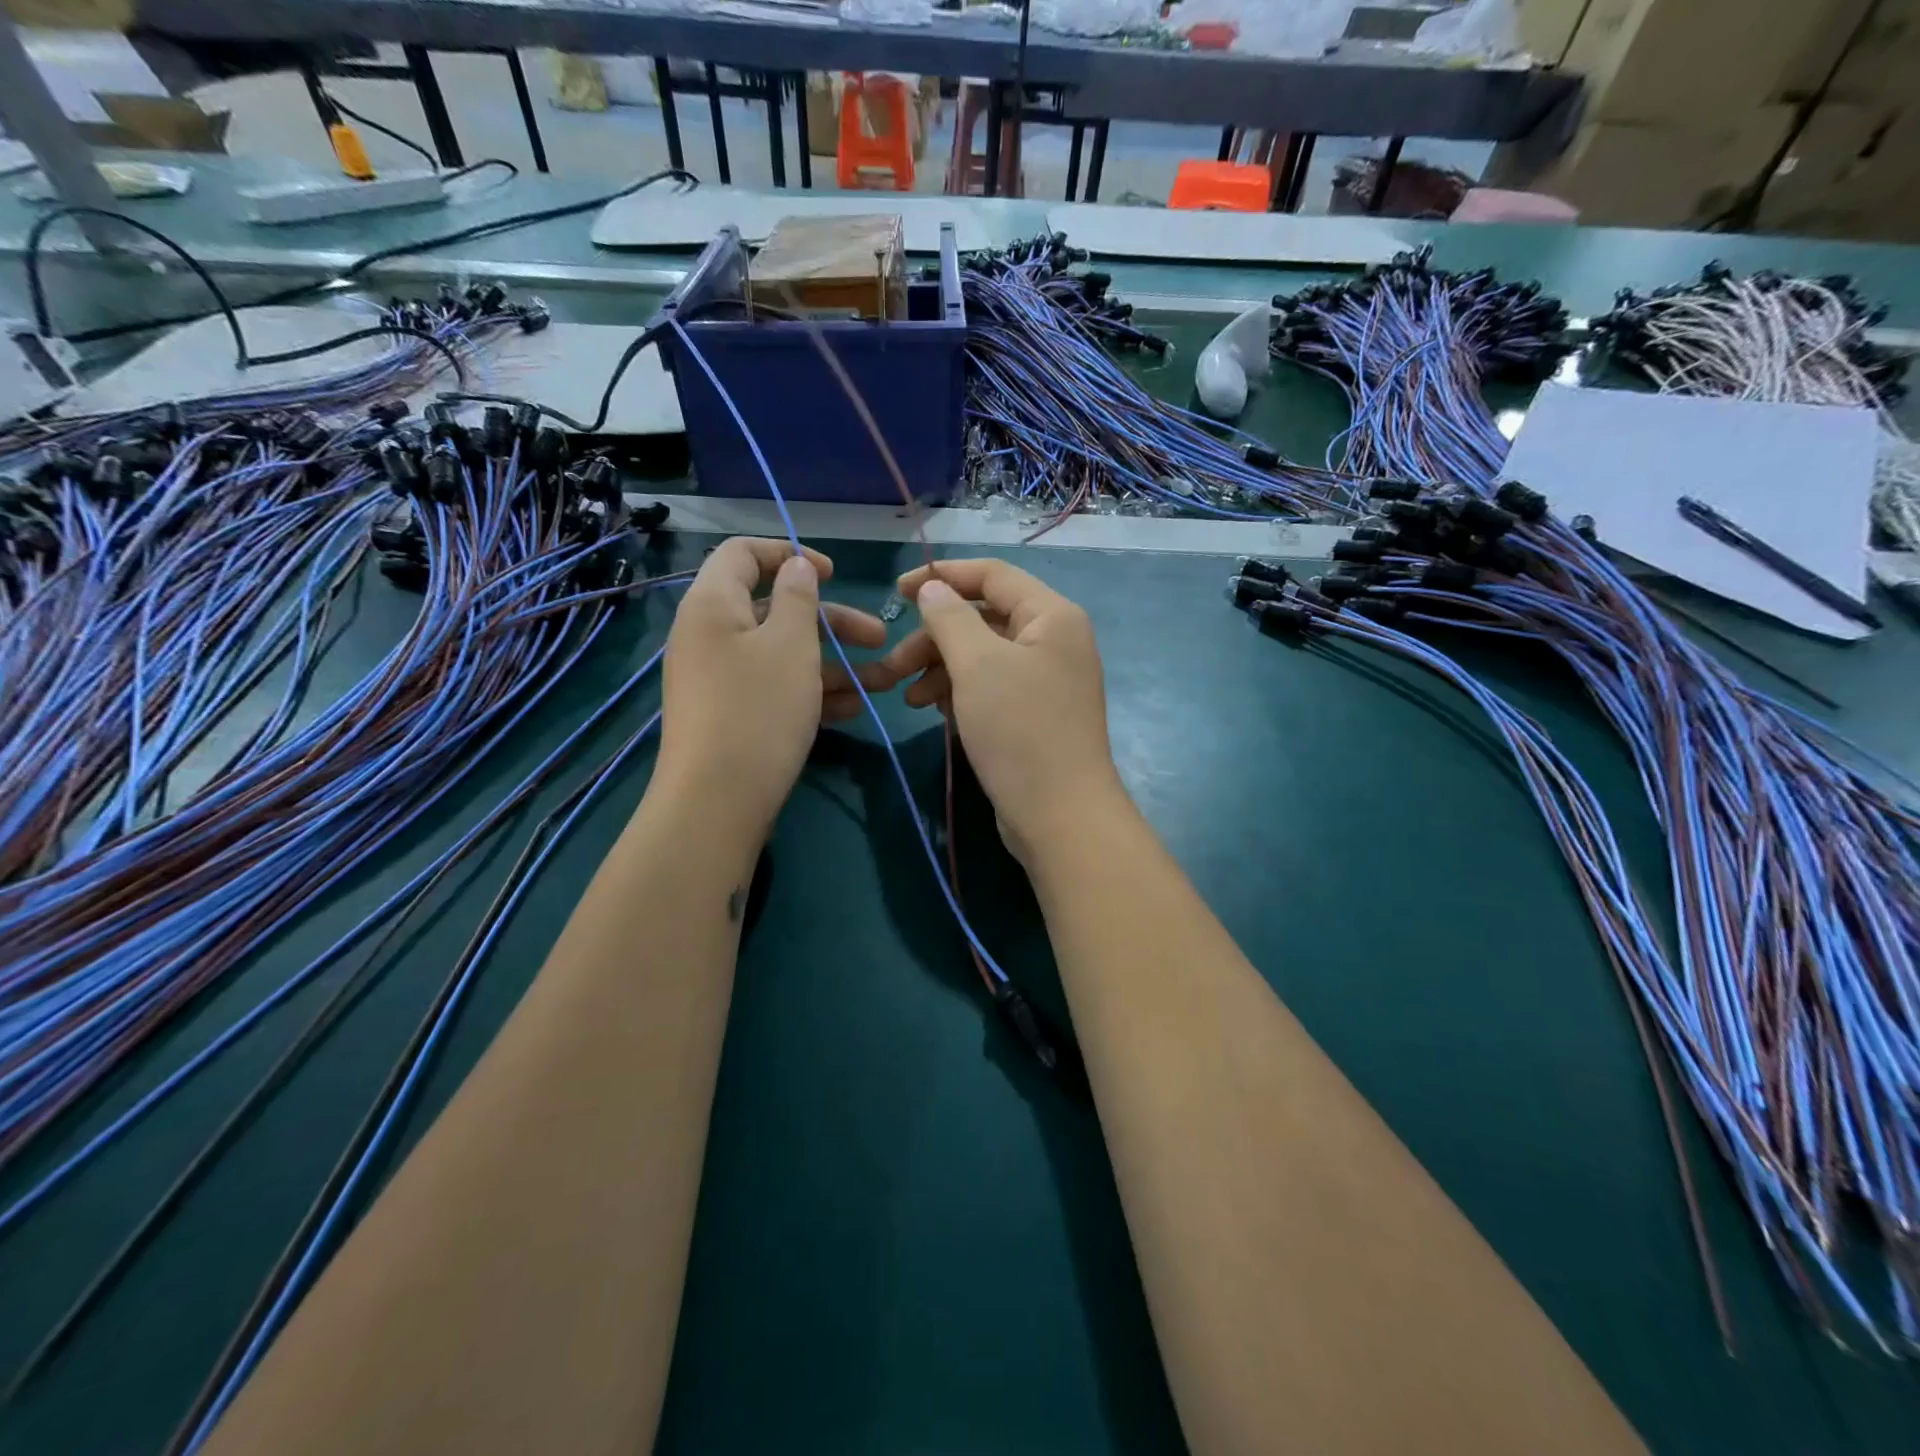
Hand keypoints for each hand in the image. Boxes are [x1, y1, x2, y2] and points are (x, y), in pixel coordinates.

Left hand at [656, 538, 886, 844]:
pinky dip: (811, 692)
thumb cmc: (758, 710)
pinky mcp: (730, 714)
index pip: (744, 553)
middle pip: (775, 609)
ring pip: (782, 655)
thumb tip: (797, 566)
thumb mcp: (790, 645)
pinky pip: (774, 688)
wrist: (716, 802)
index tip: (835, 574)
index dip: (791, 553)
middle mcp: (710, 635)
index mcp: (713, 604)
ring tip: (882, 684)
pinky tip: (852, 710)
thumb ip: (798, 598)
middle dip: (833, 623)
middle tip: (879, 637)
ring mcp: (719, 678)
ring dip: (832, 664)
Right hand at [882, 559, 1127, 864]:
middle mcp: (1054, 640)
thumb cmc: (1019, 731)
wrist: (1060, 816)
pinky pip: (991, 687)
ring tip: (908, 698)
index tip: (896, 591)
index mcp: (1052, 615)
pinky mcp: (1034, 713)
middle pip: (984, 618)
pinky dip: (960, 692)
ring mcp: (1046, 679)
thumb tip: (932, 587)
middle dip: (934, 637)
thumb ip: (950, 618)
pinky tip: (934, 711)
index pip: (992, 575)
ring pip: (983, 656)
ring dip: (941, 669)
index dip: (942, 576)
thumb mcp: (977, 665)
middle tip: (893, 665)